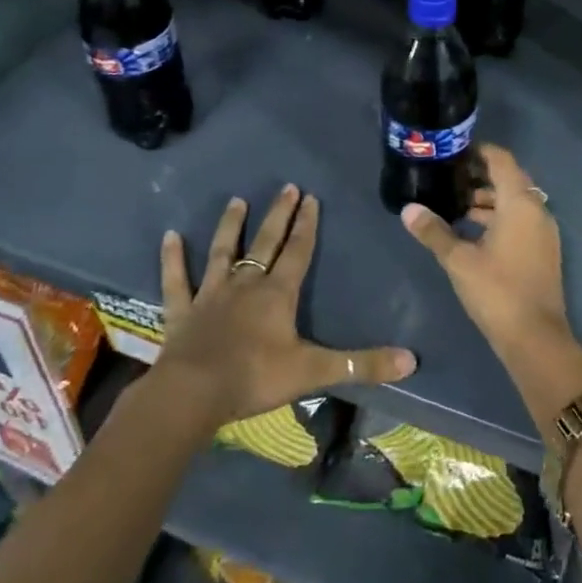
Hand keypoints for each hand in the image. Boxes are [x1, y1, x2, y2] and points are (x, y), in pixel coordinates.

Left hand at [154, 185, 416, 426]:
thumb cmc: (255, 378)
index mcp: (277, 294)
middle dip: (278, 215)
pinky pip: (176, 280)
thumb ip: (361, 365)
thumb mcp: (314, 371)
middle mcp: (245, 285)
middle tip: (286, 188)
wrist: (193, 394)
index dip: (307, 225)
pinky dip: (172, 259)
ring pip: (222, 252)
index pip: (297, 251)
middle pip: (265, 243)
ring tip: (237, 200)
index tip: (311, 198)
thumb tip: (411, 360)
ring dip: (230, 226)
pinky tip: (170, 236)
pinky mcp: (182, 311)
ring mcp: (210, 295)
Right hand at [400, 144, 573, 363]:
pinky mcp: (544, 250)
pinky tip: (473, 231)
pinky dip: (499, 217)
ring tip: (455, 205)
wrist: (535, 338)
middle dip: (480, 176)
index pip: (502, 160)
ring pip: (515, 201)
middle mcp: (537, 210)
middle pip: (509, 179)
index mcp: (520, 203)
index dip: (479, 151)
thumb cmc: (497, 291)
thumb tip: (408, 209)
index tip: (453, 152)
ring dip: (489, 199)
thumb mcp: (458, 260)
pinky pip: (521, 219)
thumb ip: (434, 231)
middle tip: (448, 178)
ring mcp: (544, 231)